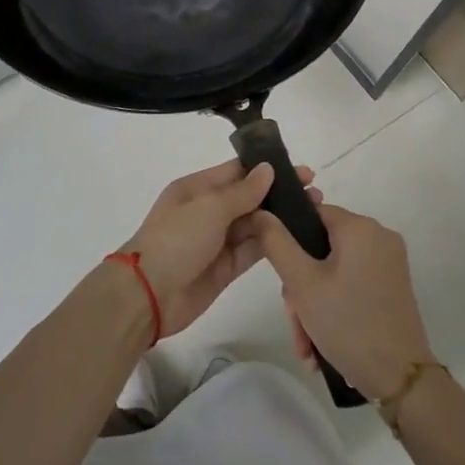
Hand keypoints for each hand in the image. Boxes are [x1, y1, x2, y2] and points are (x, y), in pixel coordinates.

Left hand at [121, 161, 317, 338]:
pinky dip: (273, 243)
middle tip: (316, 194)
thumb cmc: (176, 240)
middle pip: (249, 197)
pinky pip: (253, 250)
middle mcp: (208, 211)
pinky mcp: (225, 268)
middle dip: (280, 194)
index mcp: (197, 188)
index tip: (302, 171)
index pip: (237, 171)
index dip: (269, 169)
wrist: (148, 295)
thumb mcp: (209, 208)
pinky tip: (298, 237)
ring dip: (281, 218)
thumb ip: (243, 192)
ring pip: (255, 224)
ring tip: (315, 213)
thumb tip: (268, 169)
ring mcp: (217, 240)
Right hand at [256, 201, 434, 401]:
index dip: (289, 239)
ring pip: (334, 272)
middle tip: (295, 321)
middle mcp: (379, 237)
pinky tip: (322, 344)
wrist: (402, 380)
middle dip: (301, 287)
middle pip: (321, 248)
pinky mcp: (393, 287)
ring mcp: (389, 263)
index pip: (312, 213)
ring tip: (307, 345)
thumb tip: (260, 213)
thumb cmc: (348, 324)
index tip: (280, 276)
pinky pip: (352, 285)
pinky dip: (334, 308)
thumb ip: (276, 243)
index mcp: (360, 227)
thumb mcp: (302, 283)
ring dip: (313, 305)